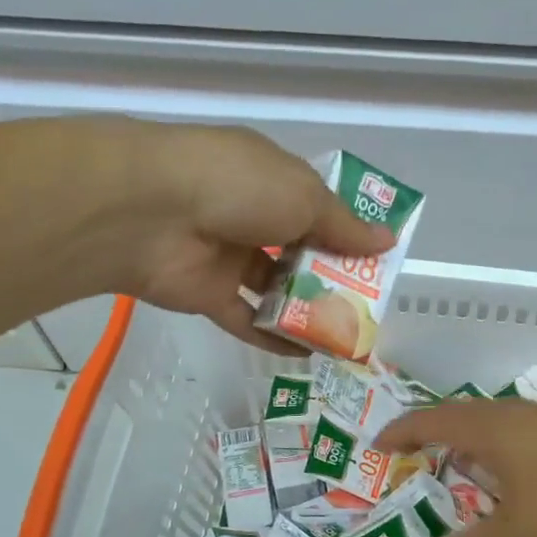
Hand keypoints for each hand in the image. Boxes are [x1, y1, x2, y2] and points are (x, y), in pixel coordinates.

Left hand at [36, 119, 392, 348]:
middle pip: (299, 250)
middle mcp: (249, 215)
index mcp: (271, 180)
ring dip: (307, 310)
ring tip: (346, 335)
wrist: (149, 213)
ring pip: (275, 287)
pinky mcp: (207, 294)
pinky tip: (309, 355)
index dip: (347, 232)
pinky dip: (275, 337)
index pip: (317, 208)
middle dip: (333, 275)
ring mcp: (227, 256)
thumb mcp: (304, 198)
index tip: (376, 260)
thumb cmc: (238, 188)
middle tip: (368, 306)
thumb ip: (344, 227)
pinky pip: (248, 319)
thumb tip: (387, 241)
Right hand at [376, 401, 536, 536]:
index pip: (427, 421)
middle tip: (412, 460)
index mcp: (483, 428)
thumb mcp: (517, 528)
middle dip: (429, 436)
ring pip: (485, 423)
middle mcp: (504, 414)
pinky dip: (493, 450)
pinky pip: (510, 433)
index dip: (400, 432)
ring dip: (464, 442)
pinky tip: (507, 477)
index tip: (379, 445)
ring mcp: (536, 417)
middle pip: (454, 416)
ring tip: (455, 470)